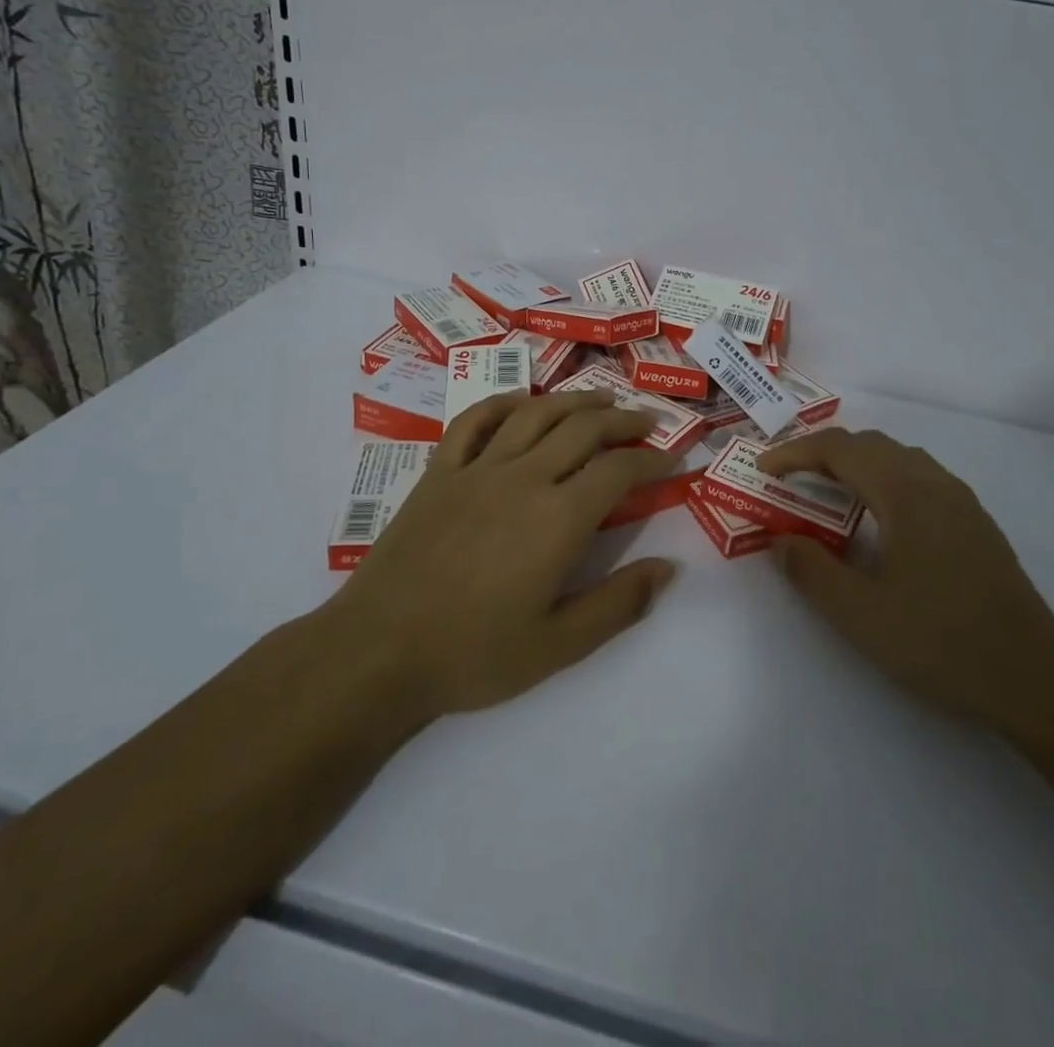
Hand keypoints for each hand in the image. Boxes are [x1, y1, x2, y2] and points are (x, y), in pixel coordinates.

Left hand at [328, 389, 678, 719]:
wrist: (378, 652)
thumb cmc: (473, 654)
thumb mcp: (559, 646)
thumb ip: (619, 604)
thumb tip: (668, 568)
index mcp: (558, 518)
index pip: (619, 471)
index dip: (653, 460)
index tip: (674, 459)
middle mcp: (522, 478)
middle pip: (583, 429)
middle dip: (623, 420)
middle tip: (647, 422)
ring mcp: (476, 469)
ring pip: (534, 414)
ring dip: (573, 401)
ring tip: (600, 399)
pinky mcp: (439, 473)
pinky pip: (473, 421)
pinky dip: (502, 403)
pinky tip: (520, 403)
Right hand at [757, 427, 1053, 732]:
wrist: (1034, 678)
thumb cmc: (941, 642)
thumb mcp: (860, 614)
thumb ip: (811, 571)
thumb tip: (779, 539)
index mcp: (905, 493)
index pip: (839, 448)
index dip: (795, 452)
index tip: (763, 469)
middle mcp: (934, 483)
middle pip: (869, 445)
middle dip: (822, 453)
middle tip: (788, 480)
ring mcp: (961, 501)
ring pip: (898, 458)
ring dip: (855, 465)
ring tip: (827, 495)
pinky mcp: (975, 523)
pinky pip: (919, 478)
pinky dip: (883, 480)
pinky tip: (878, 521)